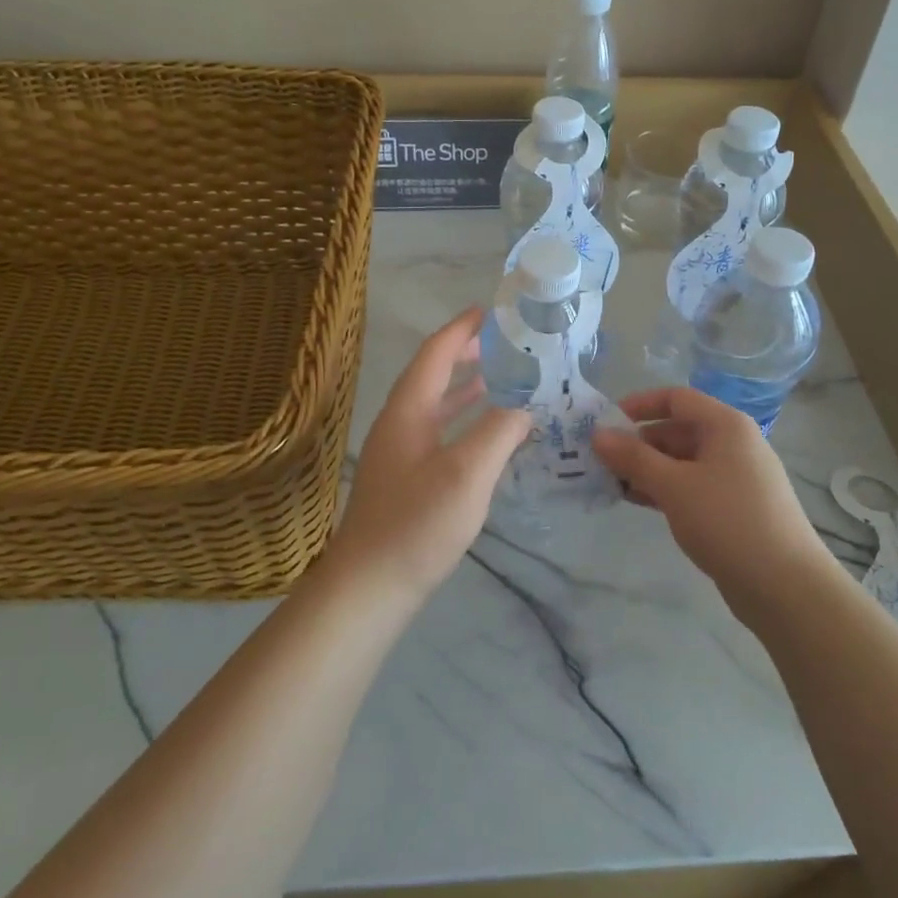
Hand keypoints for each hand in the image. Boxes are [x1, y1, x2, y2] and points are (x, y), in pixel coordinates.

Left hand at [326, 308, 531, 602]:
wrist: (369, 587)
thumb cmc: (416, 524)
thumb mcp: (467, 473)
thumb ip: (500, 431)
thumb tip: (527, 402)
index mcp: (408, 411)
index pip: (435, 354)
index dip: (462, 329)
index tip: (492, 310)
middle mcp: (400, 423)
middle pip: (433, 375)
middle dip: (467, 354)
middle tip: (507, 344)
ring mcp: (400, 453)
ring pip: (436, 405)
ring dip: (467, 388)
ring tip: (504, 379)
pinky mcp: (406, 479)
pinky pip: (440, 432)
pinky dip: (465, 421)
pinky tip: (488, 435)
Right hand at [593, 387, 827, 604]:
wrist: (786, 586)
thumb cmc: (728, 521)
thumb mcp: (674, 486)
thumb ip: (633, 458)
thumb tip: (598, 434)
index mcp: (726, 425)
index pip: (676, 399)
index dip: (639, 405)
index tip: (606, 422)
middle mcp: (733, 444)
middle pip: (678, 430)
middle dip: (638, 443)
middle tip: (600, 461)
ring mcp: (736, 477)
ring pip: (683, 462)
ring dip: (648, 469)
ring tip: (611, 483)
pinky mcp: (734, 508)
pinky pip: (692, 486)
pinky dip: (665, 489)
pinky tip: (638, 502)